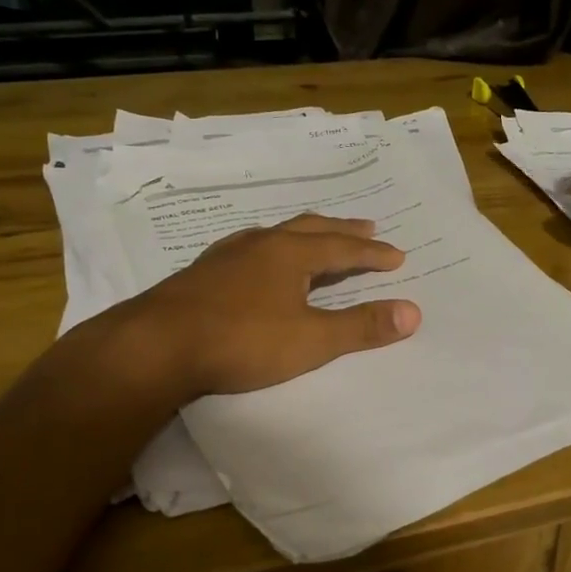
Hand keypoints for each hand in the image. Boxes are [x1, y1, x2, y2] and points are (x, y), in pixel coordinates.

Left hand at [117, 214, 421, 397]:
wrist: (158, 345)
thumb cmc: (242, 340)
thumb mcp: (311, 340)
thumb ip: (361, 326)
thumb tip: (413, 312)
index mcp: (290, 253)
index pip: (343, 247)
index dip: (372, 252)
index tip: (396, 256)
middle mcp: (261, 243)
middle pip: (311, 228)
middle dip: (342, 230)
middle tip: (368, 226)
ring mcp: (227, 255)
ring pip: (276, 234)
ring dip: (305, 234)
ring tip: (316, 237)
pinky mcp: (202, 272)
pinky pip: (249, 248)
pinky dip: (270, 248)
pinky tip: (258, 260)